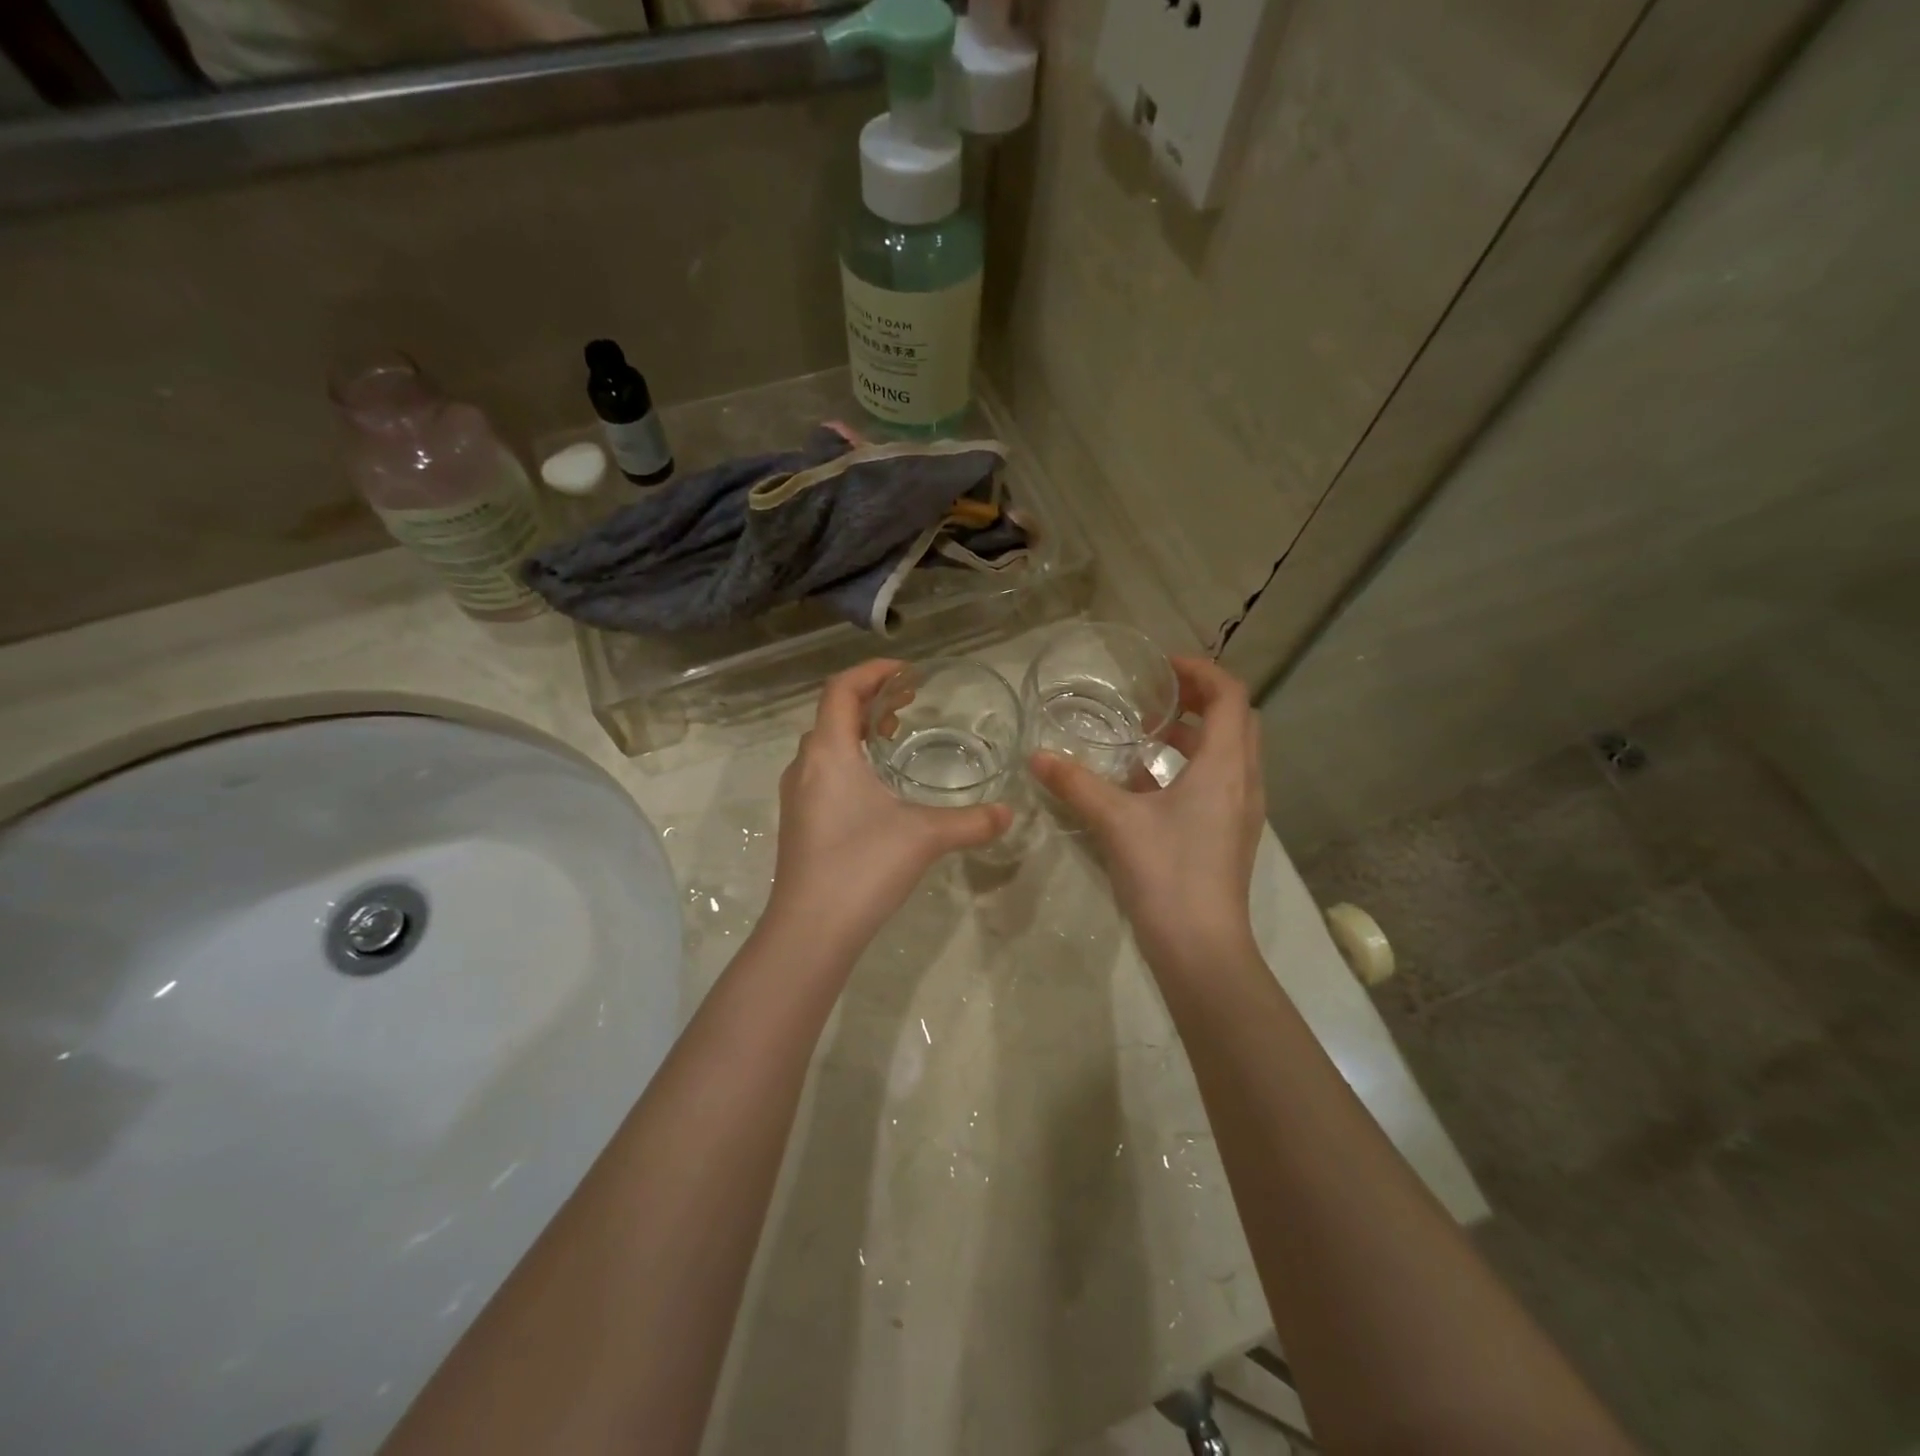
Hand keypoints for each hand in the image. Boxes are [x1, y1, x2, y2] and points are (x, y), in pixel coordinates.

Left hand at [763, 660, 1010, 958]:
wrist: (810, 930)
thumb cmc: (863, 866)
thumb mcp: (926, 837)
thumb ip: (971, 822)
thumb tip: (1009, 814)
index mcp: (829, 752)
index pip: (841, 689)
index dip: (873, 671)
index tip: (908, 672)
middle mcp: (806, 766)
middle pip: (832, 714)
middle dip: (870, 700)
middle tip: (908, 703)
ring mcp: (798, 796)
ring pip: (826, 745)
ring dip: (858, 731)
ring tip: (893, 737)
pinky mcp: (800, 822)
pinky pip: (823, 772)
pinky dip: (850, 760)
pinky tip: (878, 788)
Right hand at [1031, 656, 1265, 971]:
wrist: (1201, 947)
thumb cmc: (1166, 873)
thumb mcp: (1115, 821)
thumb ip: (1075, 784)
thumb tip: (1036, 756)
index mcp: (1225, 765)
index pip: (1230, 695)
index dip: (1199, 671)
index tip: (1160, 667)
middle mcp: (1244, 780)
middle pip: (1235, 719)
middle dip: (1199, 698)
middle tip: (1155, 694)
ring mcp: (1242, 810)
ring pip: (1228, 752)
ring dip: (1194, 734)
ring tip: (1147, 733)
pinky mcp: (1231, 834)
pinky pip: (1219, 781)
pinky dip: (1190, 767)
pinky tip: (1146, 784)